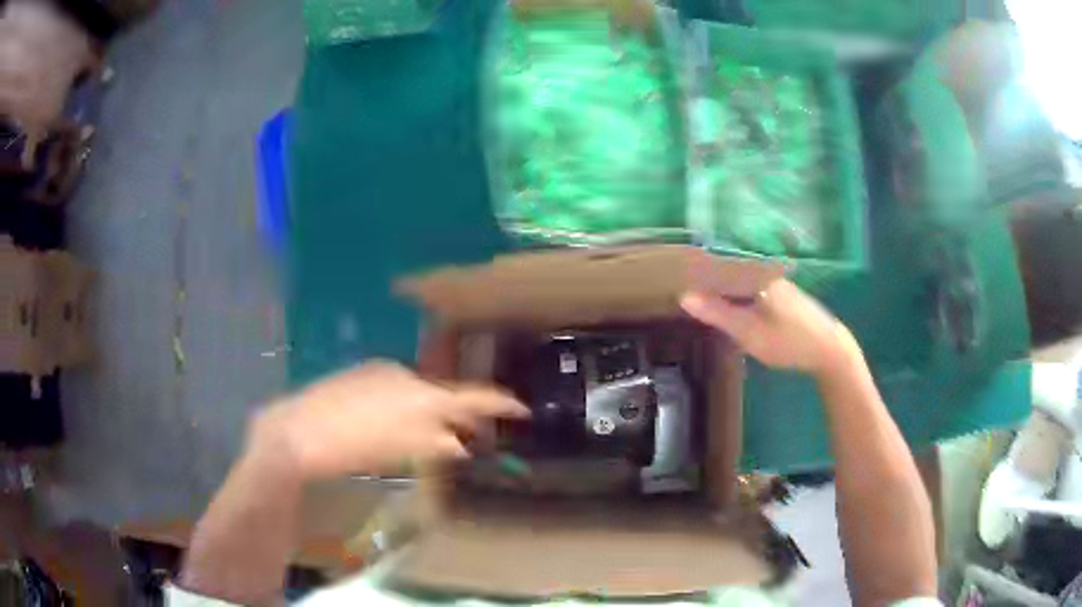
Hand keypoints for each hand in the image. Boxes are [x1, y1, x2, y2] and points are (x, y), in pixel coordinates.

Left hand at [251, 362, 528, 479]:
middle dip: (461, 414)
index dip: (499, 403)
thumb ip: (434, 445)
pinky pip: (397, 389)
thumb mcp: (399, 452)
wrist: (298, 432)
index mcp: (419, 394)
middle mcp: (404, 375)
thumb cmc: (352, 448)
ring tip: (433, 435)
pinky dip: (407, 406)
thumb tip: (460, 443)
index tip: (520, 409)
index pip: (470, 397)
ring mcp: (380, 372)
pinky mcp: (361, 375)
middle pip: (444, 394)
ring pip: (419, 392)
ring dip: (432, 411)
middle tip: (472, 435)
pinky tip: (394, 424)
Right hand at [680, 279, 859, 377]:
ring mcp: (774, 281)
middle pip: (728, 270)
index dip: (695, 271)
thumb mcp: (749, 332)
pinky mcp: (780, 293)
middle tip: (681, 292)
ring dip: (720, 289)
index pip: (717, 263)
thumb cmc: (789, 341)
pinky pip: (750, 288)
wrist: (829, 350)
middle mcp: (765, 271)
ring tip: (698, 300)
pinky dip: (735, 296)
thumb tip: (684, 295)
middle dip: (706, 280)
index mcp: (757, 274)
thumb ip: (718, 313)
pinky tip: (727, 308)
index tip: (673, 279)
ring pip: (739, 280)